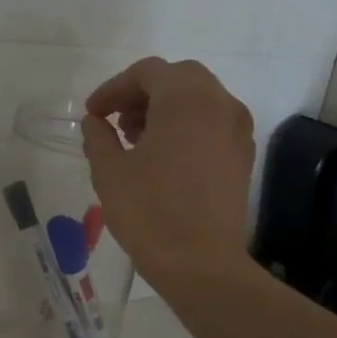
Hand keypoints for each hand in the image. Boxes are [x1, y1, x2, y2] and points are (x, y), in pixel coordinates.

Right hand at [82, 57, 255, 284]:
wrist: (201, 264)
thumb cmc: (150, 212)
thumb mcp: (110, 171)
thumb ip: (99, 137)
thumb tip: (96, 122)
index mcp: (186, 99)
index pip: (148, 73)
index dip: (114, 88)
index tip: (93, 113)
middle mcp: (220, 104)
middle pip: (178, 78)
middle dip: (143, 94)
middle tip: (117, 121)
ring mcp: (237, 130)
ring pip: (200, 99)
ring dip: (166, 109)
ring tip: (137, 140)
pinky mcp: (243, 156)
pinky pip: (213, 123)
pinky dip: (187, 126)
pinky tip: (164, 157)